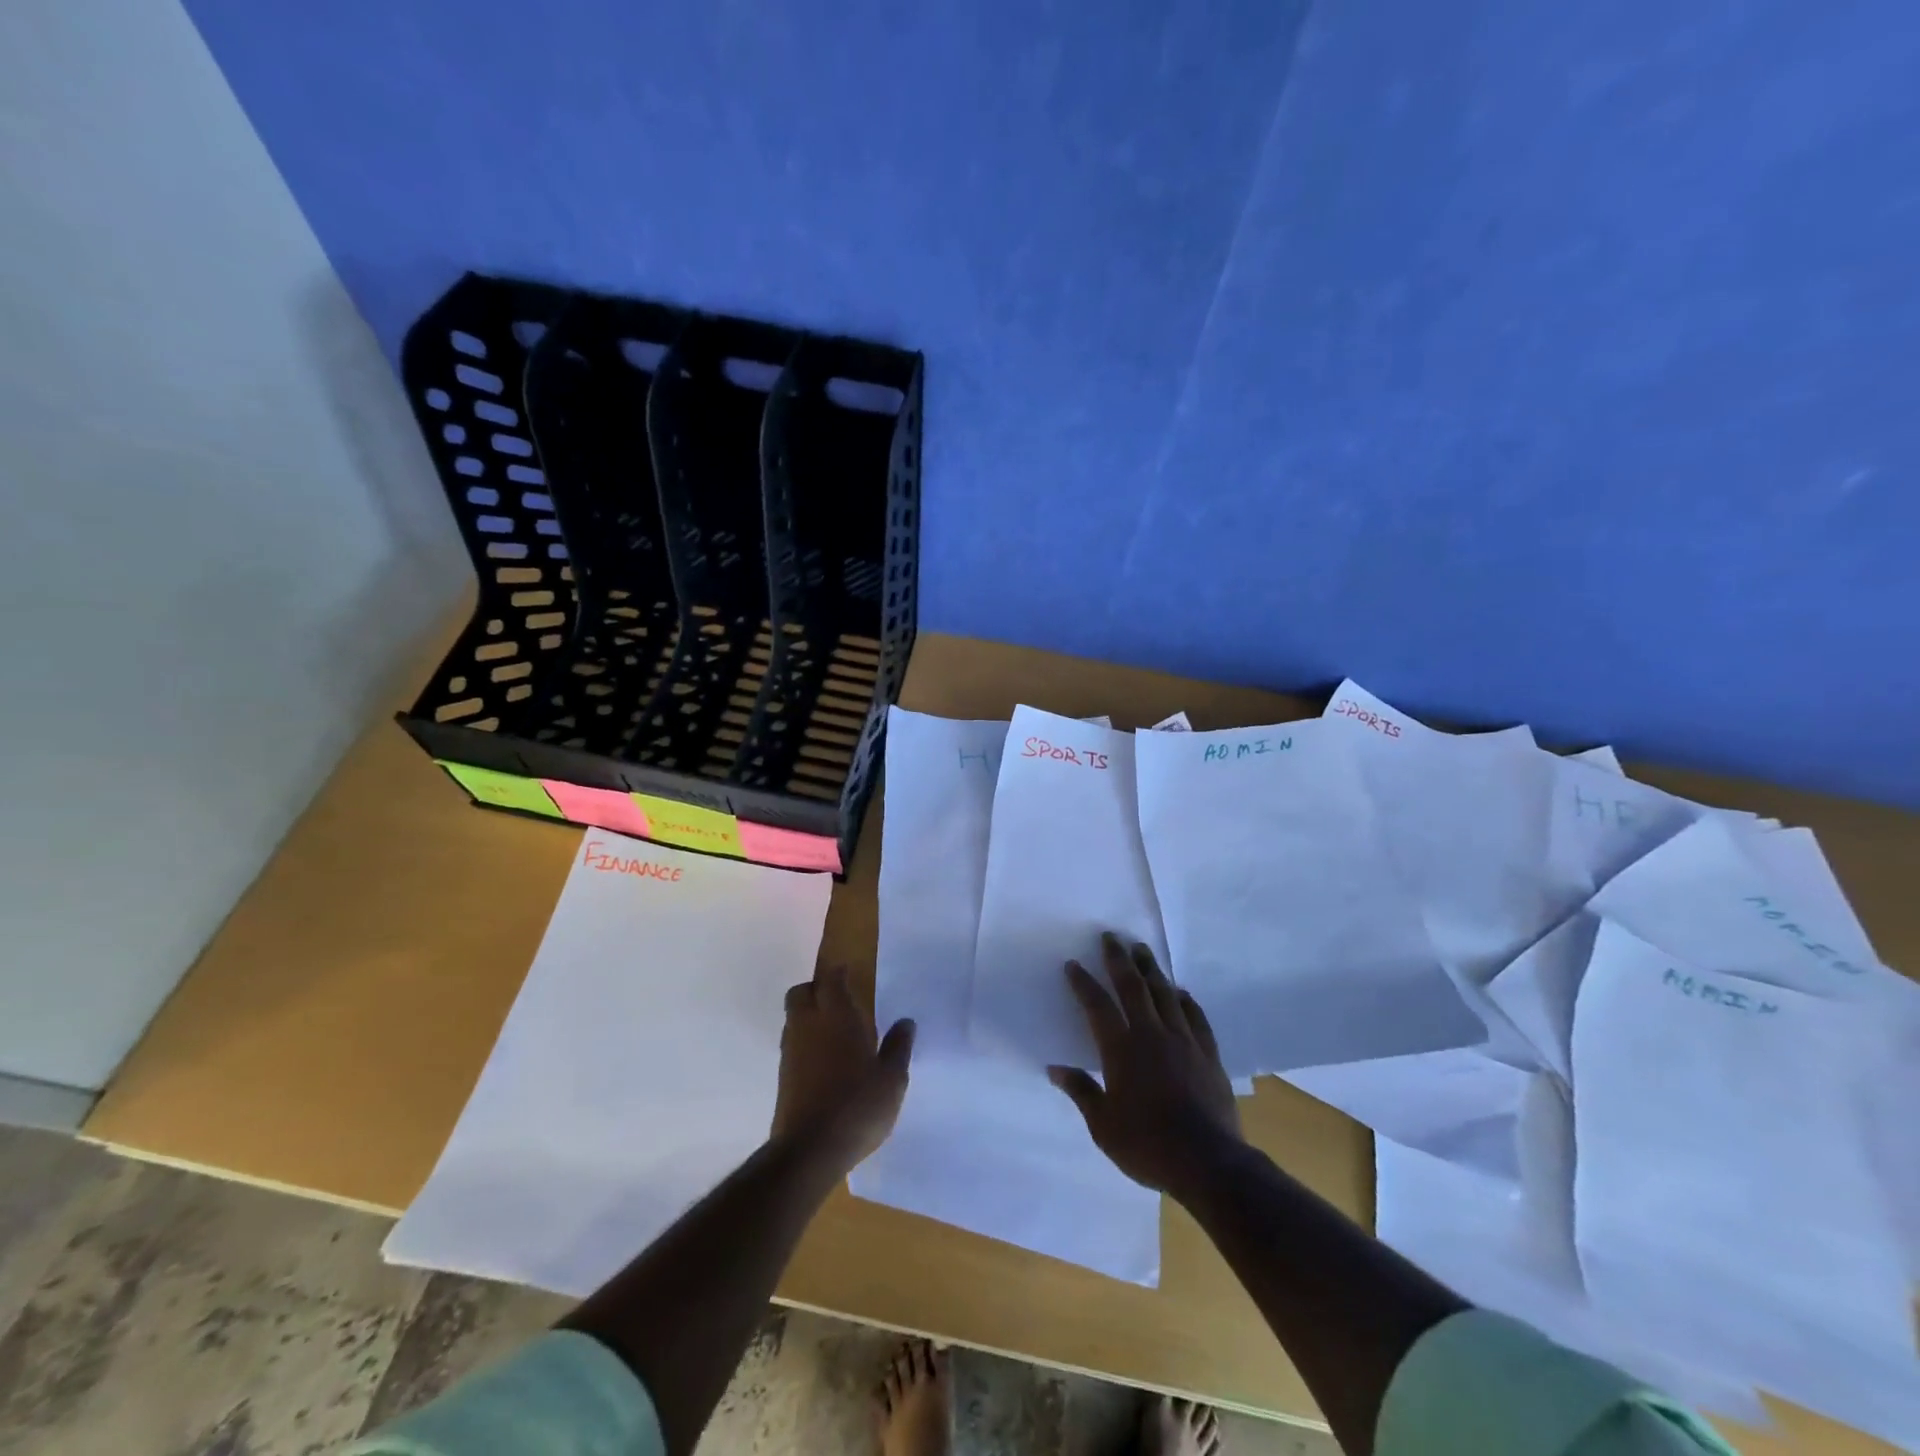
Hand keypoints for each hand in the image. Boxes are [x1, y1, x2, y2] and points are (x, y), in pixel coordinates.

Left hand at [771, 964, 914, 1172]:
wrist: (809, 1150)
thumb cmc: (857, 1106)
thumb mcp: (891, 1079)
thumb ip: (898, 1047)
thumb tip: (906, 1022)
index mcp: (837, 1016)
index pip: (831, 980)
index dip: (838, 973)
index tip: (849, 973)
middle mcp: (808, 1025)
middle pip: (801, 992)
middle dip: (816, 989)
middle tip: (840, 1001)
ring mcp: (791, 1050)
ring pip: (794, 1017)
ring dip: (809, 1015)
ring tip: (835, 1032)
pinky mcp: (783, 1075)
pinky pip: (792, 1043)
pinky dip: (805, 1041)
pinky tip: (825, 1061)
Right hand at [1048, 933, 1242, 1196]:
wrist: (1208, 1162)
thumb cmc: (1147, 1145)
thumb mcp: (1103, 1126)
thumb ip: (1081, 1092)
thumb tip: (1056, 1069)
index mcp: (1122, 1050)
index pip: (1098, 1006)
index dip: (1083, 984)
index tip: (1073, 965)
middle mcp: (1151, 1034)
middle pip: (1133, 987)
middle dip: (1119, 960)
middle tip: (1111, 937)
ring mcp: (1183, 1041)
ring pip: (1165, 994)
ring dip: (1151, 970)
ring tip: (1142, 950)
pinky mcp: (1208, 1054)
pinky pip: (1195, 1017)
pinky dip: (1185, 1000)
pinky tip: (1180, 992)